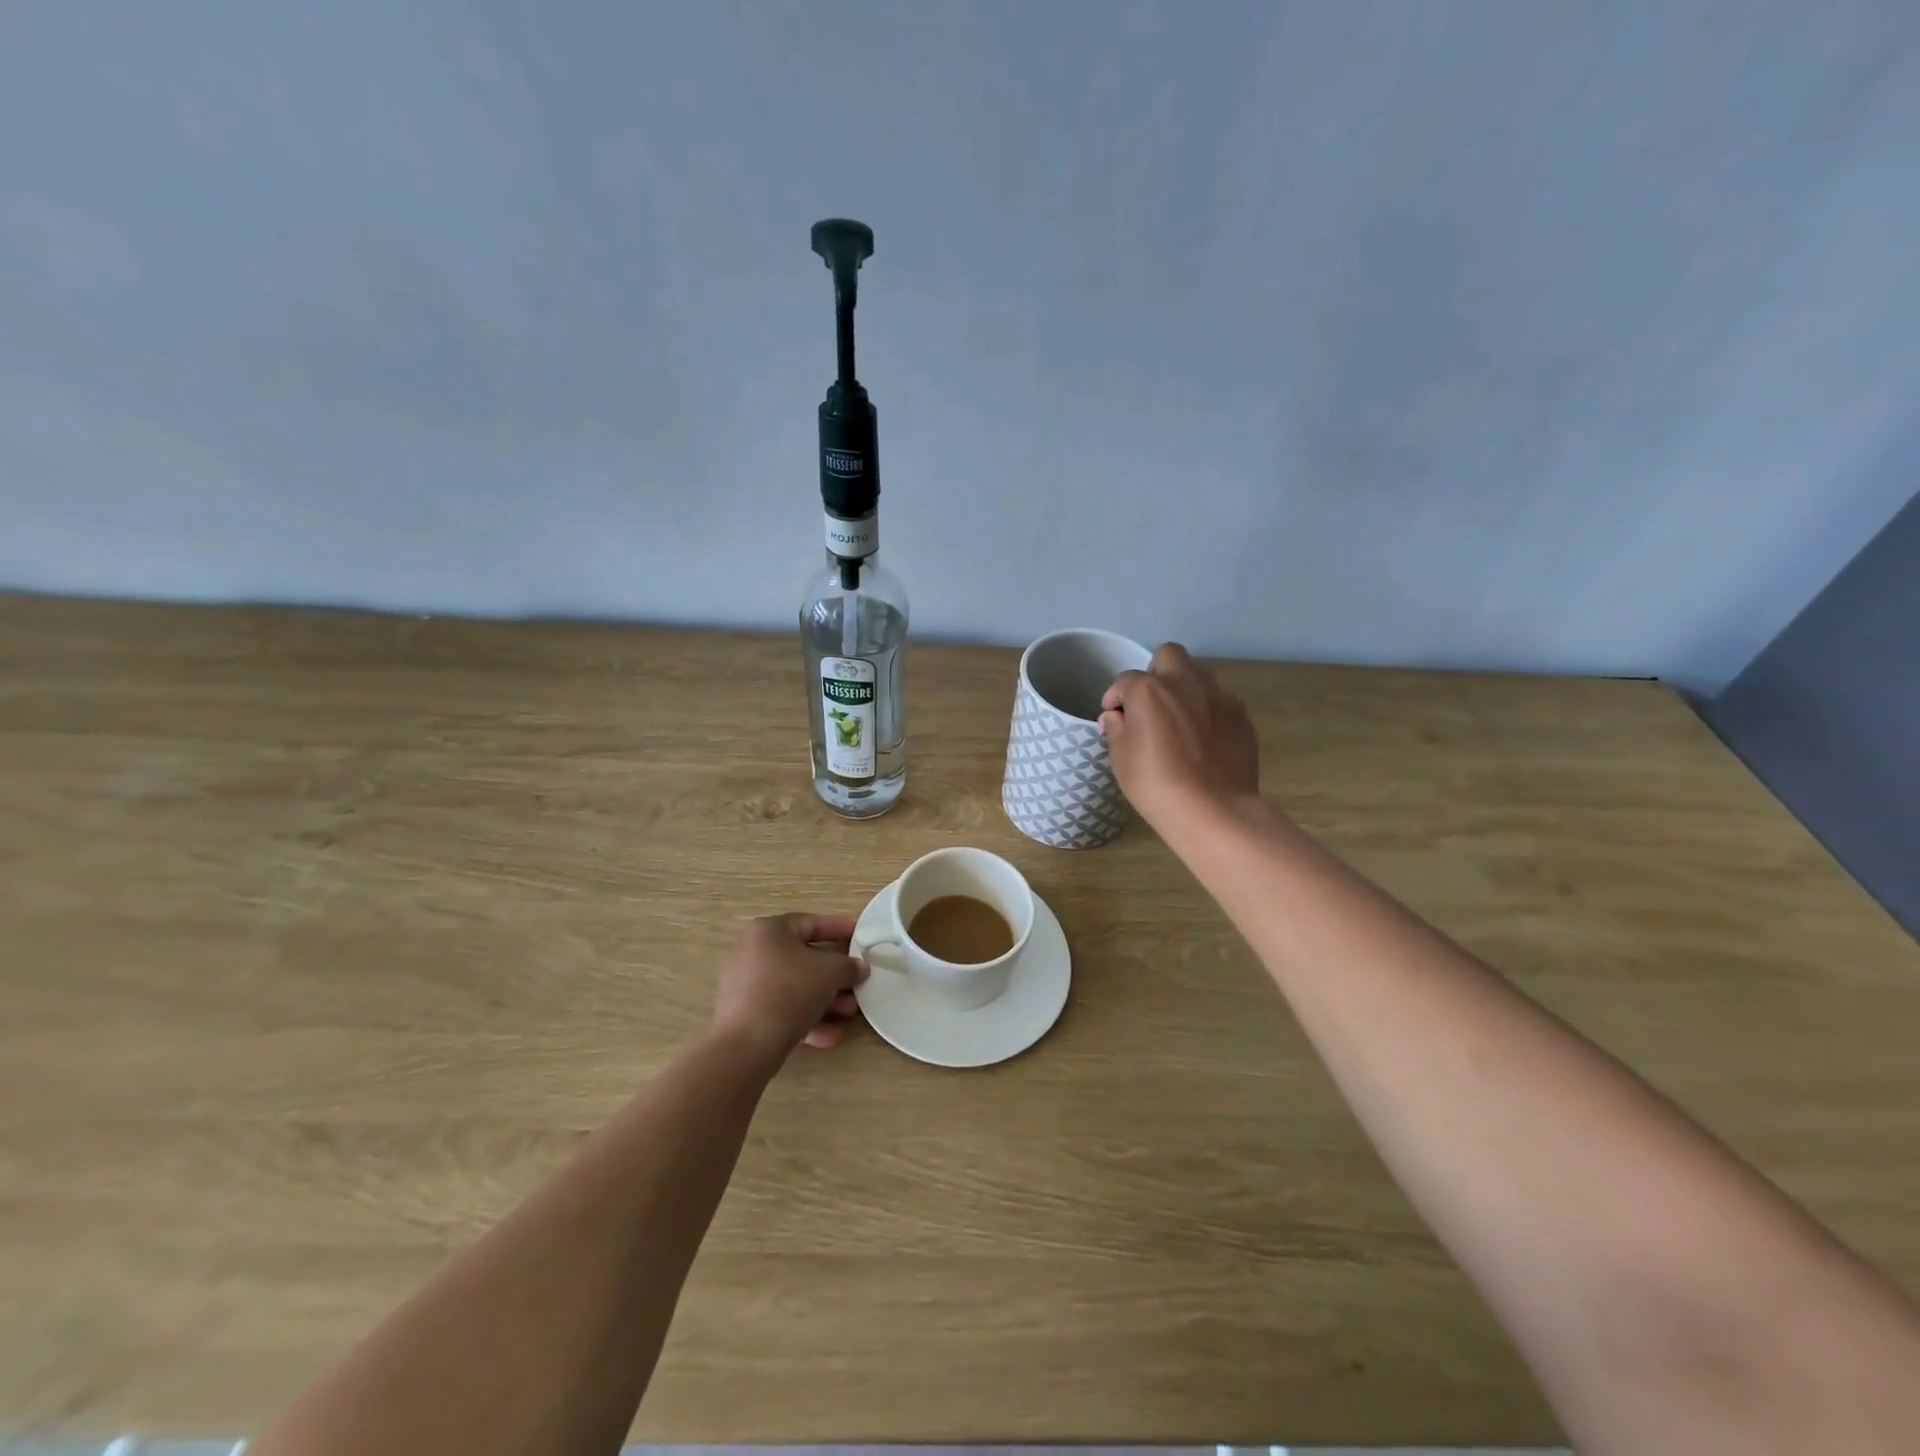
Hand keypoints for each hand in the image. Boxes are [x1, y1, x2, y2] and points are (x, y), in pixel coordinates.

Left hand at [713, 913, 868, 1061]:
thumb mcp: (831, 972)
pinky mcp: (744, 1016)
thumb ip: (849, 966)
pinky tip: (830, 1036)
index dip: (839, 929)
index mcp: (769, 930)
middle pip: (803, 958)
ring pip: (794, 987)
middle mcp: (753, 952)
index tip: (860, 937)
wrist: (747, 1044)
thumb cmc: (790, 991)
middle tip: (858, 981)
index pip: (811, 923)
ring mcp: (745, 985)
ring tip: (850, 1012)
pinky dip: (806, 1020)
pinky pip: (781, 1010)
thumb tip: (859, 967)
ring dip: (825, 999)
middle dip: (835, 973)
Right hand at [1100, 642, 1259, 828]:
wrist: (1213, 810)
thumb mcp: (1121, 759)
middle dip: (1156, 672)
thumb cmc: (1156, 784)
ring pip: (1199, 675)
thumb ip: (1116, 729)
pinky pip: (1219, 702)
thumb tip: (1116, 716)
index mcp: (1150, 690)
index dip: (1116, 697)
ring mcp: (1218, 697)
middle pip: (1169, 655)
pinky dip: (1208, 711)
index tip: (1114, 717)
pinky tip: (1204, 740)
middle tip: (1151, 703)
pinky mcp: (1241, 716)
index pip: (1126, 680)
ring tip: (1179, 720)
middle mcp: (1185, 683)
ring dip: (1185, 688)